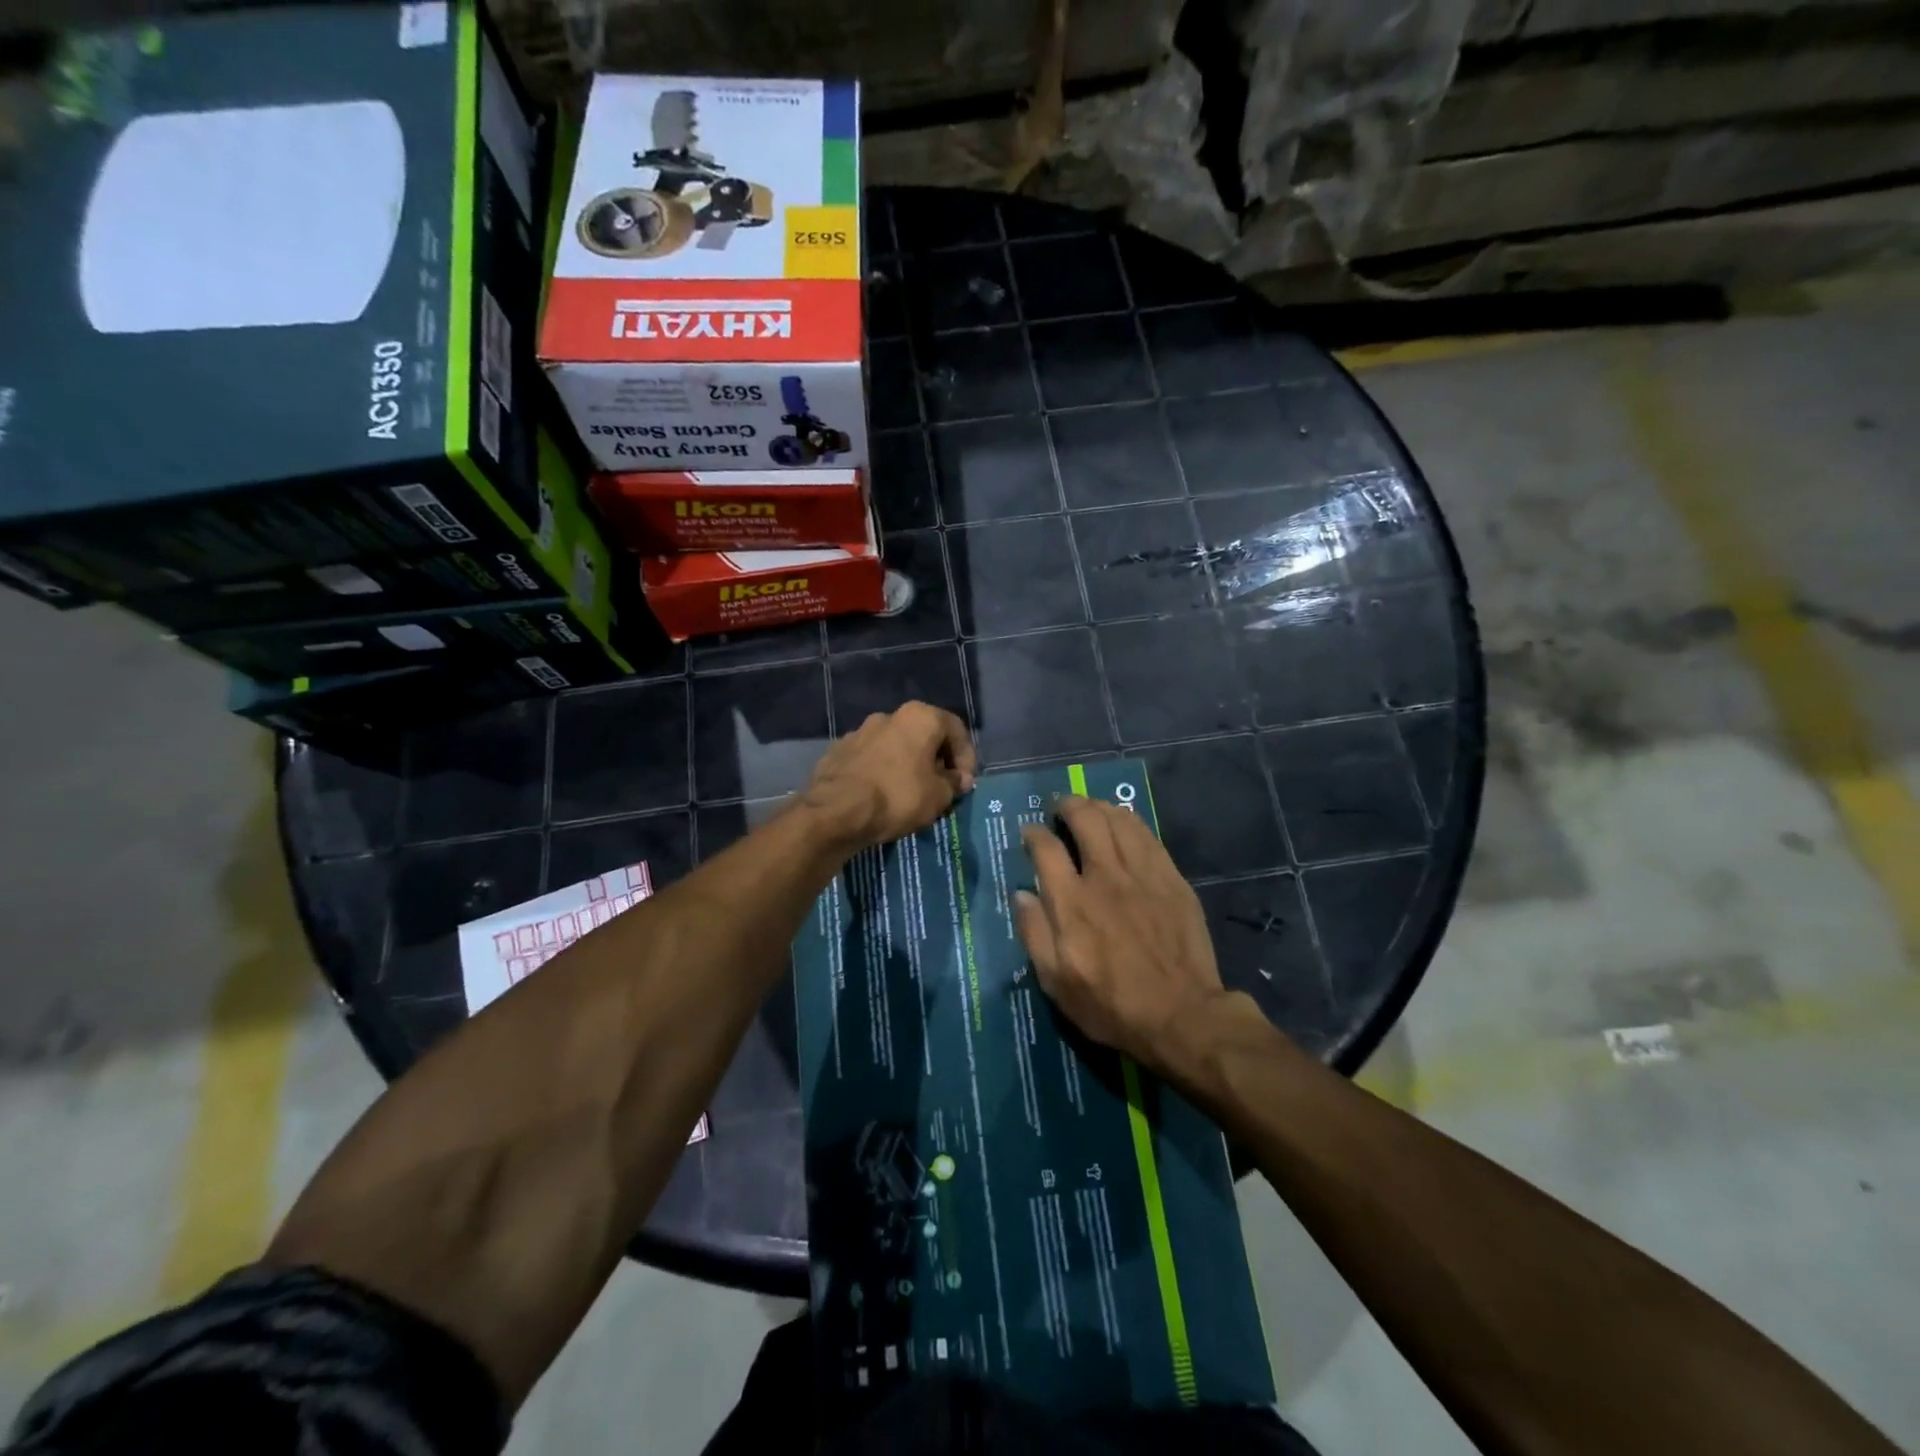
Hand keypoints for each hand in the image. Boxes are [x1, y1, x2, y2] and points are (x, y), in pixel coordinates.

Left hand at [800, 701, 977, 850]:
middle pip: (924, 735)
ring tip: (911, 794)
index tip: (965, 784)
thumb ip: (954, 783)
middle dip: (936, 760)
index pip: (956, 729)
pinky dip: (882, 772)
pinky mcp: (839, 750)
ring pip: (896, 746)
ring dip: (908, 765)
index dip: (967, 757)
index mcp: (919, 717)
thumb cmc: (898, 796)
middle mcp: (889, 715)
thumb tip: (957, 778)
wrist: (835, 811)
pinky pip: (872, 759)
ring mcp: (860, 731)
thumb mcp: (939, 796)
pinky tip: (882, 796)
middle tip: (942, 788)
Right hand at [1015, 795, 1237, 1075]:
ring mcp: (1143, 874)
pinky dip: (1130, 821)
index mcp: (1072, 903)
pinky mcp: (1171, 879)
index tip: (1030, 832)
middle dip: (1068, 805)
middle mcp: (1105, 877)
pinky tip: (1124, 822)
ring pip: (1118, 820)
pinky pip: (1148, 835)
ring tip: (1090, 808)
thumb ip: (1035, 934)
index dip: (1033, 833)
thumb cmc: (1112, 1005)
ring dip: (1099, 807)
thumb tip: (1021, 894)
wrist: (1182, 1016)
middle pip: (1085, 819)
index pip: (1046, 848)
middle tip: (1060, 807)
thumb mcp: (1057, 983)